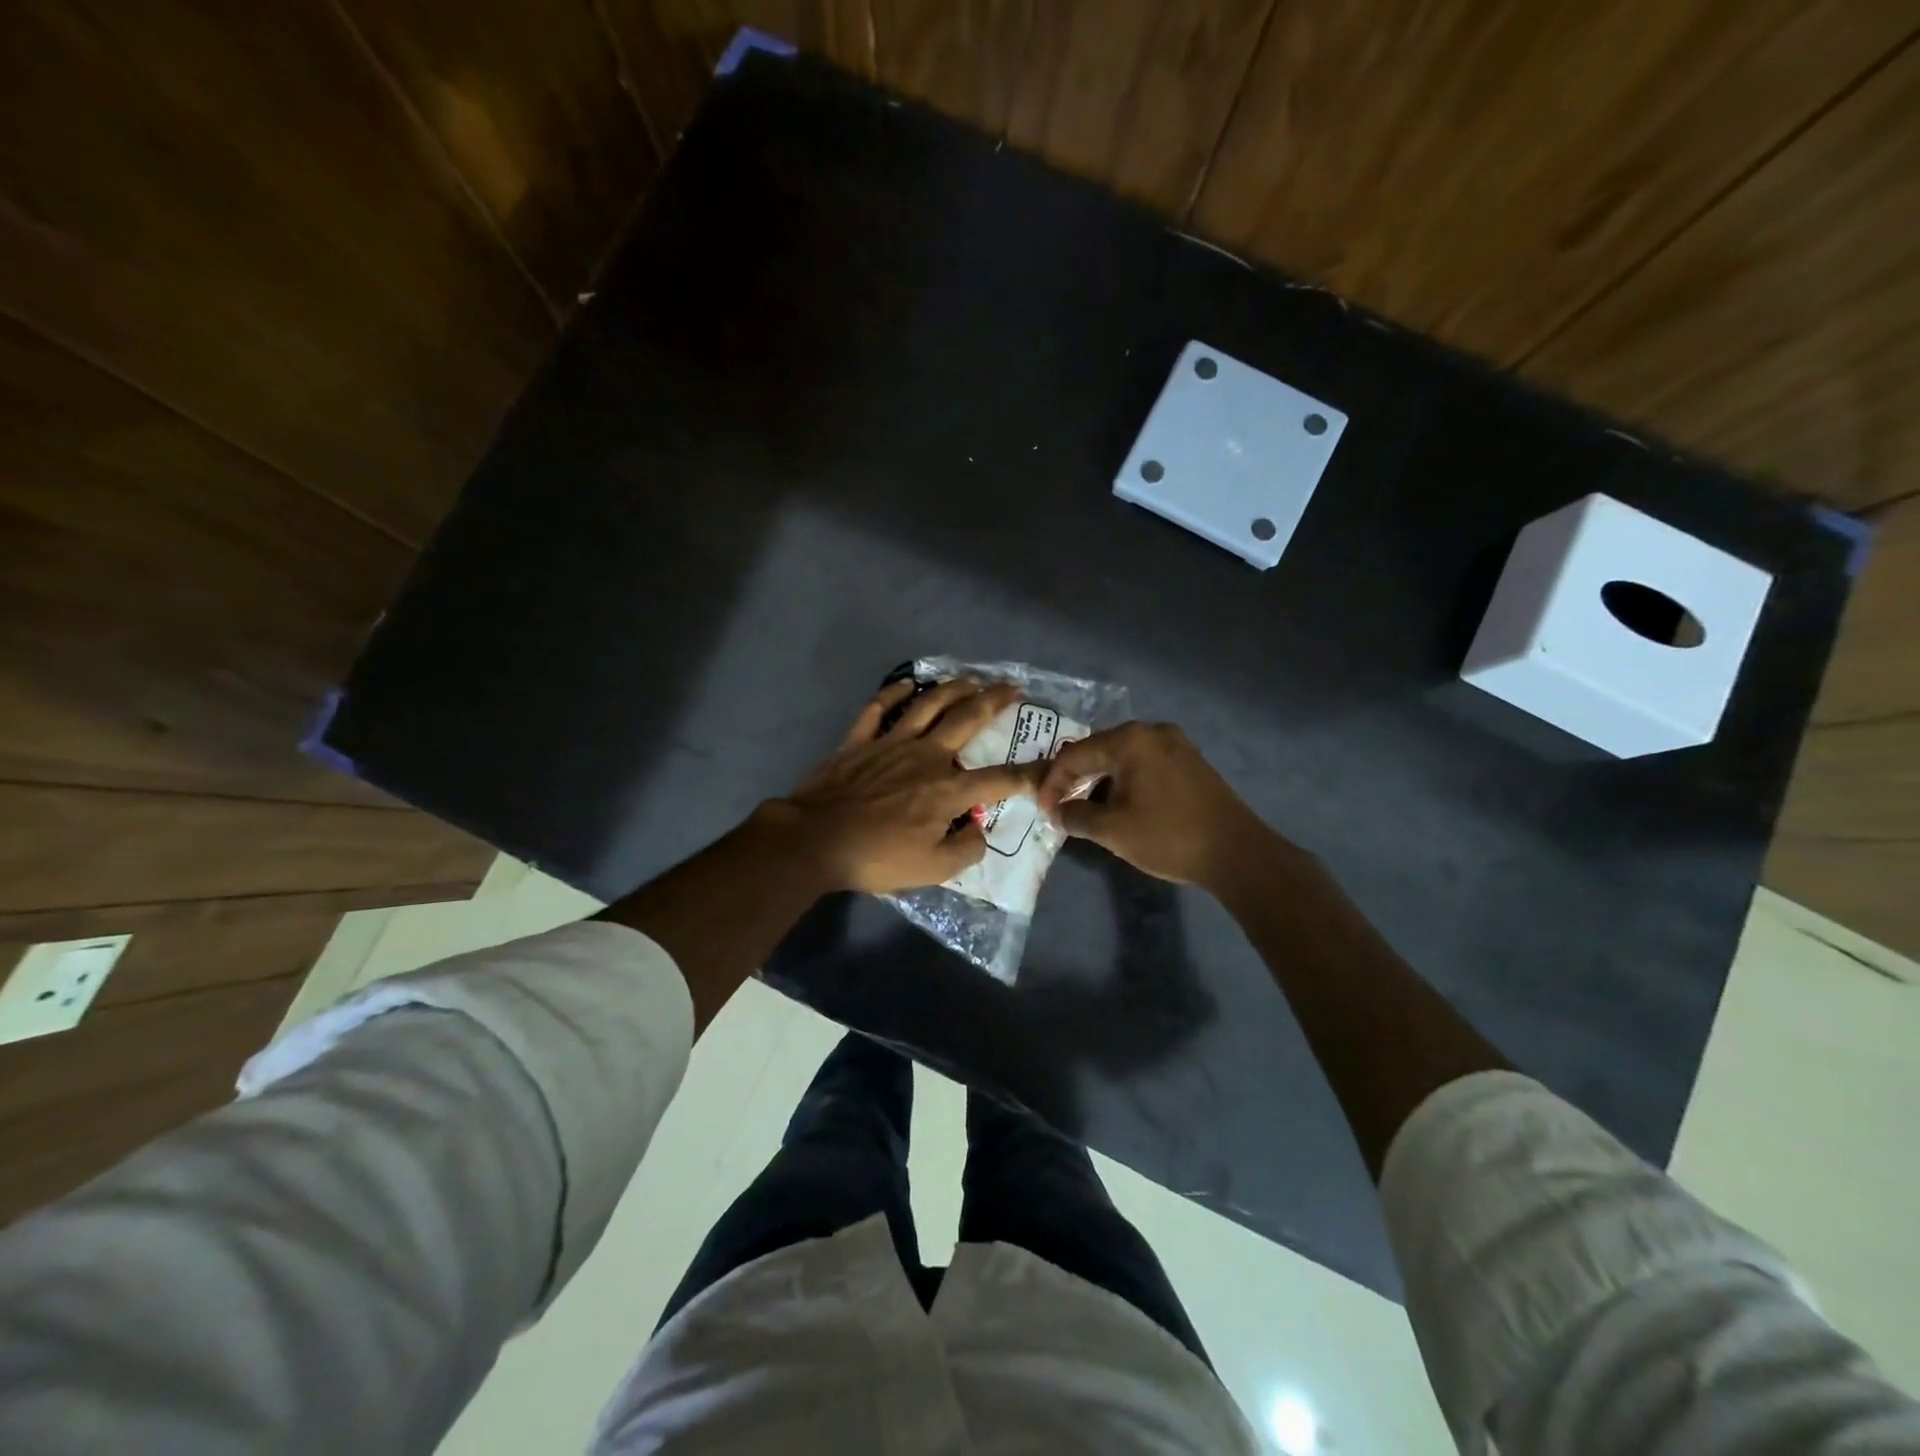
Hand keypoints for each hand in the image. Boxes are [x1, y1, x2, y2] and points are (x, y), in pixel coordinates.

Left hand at [768, 678, 1042, 894]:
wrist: (815, 840)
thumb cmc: (876, 857)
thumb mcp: (932, 870)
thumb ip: (966, 849)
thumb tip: (980, 831)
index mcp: (947, 789)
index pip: (1000, 778)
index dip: (1030, 773)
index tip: (1051, 764)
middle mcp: (926, 756)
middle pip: (967, 719)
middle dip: (994, 700)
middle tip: (1012, 687)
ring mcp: (891, 742)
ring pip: (928, 705)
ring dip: (953, 688)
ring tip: (970, 679)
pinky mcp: (860, 740)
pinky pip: (879, 708)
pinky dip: (894, 693)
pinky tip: (907, 684)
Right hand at [1036, 721, 1278, 890]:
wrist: (1237, 853)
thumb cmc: (1168, 837)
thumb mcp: (1112, 830)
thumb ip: (1076, 816)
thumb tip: (1057, 812)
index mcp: (1130, 740)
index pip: (1075, 754)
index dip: (1053, 782)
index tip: (1043, 810)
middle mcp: (1152, 731)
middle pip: (1098, 749)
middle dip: (1075, 778)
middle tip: (1059, 805)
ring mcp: (1176, 743)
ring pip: (1122, 757)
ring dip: (1100, 780)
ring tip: (1086, 807)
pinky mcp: (1190, 760)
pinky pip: (1144, 763)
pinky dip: (1125, 780)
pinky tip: (1119, 803)